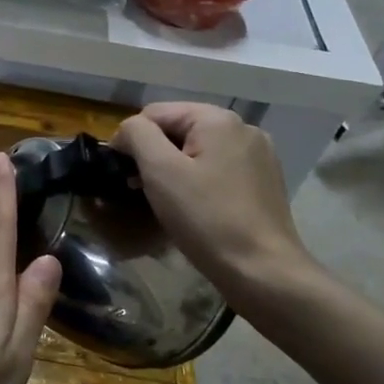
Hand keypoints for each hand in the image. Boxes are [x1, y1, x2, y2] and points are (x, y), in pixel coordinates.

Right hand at [110, 103, 314, 299]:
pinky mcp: (263, 181)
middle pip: (179, 129)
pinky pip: (218, 169)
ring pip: (198, 150)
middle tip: (138, 189)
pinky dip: (198, 181)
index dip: (130, 138)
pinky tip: (194, 207)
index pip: (156, 113)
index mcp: (218, 119)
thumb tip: (128, 129)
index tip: (120, 173)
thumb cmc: (206, 218)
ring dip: (174, 169)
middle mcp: (243, 128)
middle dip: (154, 154)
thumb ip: (138, 136)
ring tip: (163, 200)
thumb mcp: (160, 171)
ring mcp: (258, 155)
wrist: (262, 270)